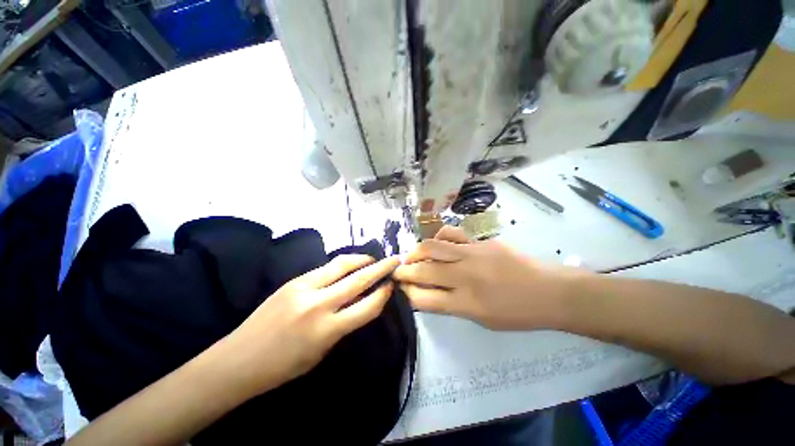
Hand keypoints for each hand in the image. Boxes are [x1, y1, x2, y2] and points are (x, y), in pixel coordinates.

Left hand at [220, 255, 400, 395]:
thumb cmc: (284, 366)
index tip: (392, 285)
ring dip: (362, 259)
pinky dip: (342, 264)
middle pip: (359, 279)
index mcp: (327, 330)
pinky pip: (325, 268)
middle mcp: (319, 304)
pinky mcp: (294, 280)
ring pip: (342, 265)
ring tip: (373, 259)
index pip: (367, 306)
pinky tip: (349, 265)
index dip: (383, 294)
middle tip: (394, 260)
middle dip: (381, 268)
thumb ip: (344, 324)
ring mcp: (304, 288)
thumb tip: (361, 302)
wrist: (239, 359)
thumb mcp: (322, 352)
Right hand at [394, 226, 586, 329]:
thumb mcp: (482, 320)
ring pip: (431, 248)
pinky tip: (438, 244)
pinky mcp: (479, 242)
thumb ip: (453, 305)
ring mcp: (472, 254)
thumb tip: (429, 292)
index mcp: (465, 304)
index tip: (401, 287)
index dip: (407, 292)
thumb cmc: (518, 313)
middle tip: (397, 271)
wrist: (549, 291)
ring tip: (412, 256)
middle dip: (403, 272)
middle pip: (422, 271)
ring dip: (415, 252)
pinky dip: (438, 238)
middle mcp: (464, 277)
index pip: (423, 298)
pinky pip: (450, 234)